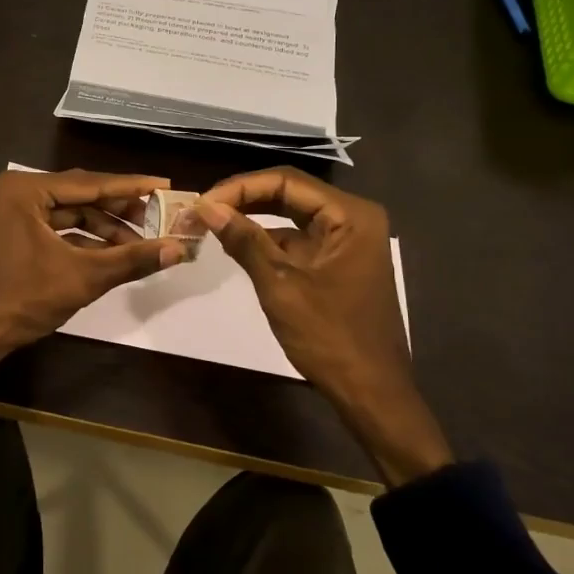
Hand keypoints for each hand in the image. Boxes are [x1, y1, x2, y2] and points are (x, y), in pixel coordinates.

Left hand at [0, 169, 187, 377]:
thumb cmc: (23, 298)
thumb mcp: (83, 277)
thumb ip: (131, 259)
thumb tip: (178, 249)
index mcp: (27, 190)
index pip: (91, 183)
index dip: (132, 187)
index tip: (165, 185)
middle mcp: (17, 192)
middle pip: (81, 195)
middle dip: (119, 209)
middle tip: (159, 216)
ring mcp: (12, 213)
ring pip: (69, 214)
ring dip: (103, 228)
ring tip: (140, 243)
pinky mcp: (12, 234)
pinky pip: (56, 229)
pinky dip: (83, 240)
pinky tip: (112, 254)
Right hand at [196, 167, 451, 485]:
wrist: (371, 391)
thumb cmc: (329, 337)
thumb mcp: (280, 285)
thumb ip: (245, 241)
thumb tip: (207, 208)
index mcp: (349, 215)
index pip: (286, 182)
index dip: (240, 187)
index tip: (202, 202)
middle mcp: (352, 218)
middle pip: (289, 194)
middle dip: (244, 199)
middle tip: (202, 210)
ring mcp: (347, 241)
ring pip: (291, 216)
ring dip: (253, 218)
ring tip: (211, 224)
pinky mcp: (338, 262)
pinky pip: (298, 239)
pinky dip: (268, 241)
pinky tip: (237, 245)